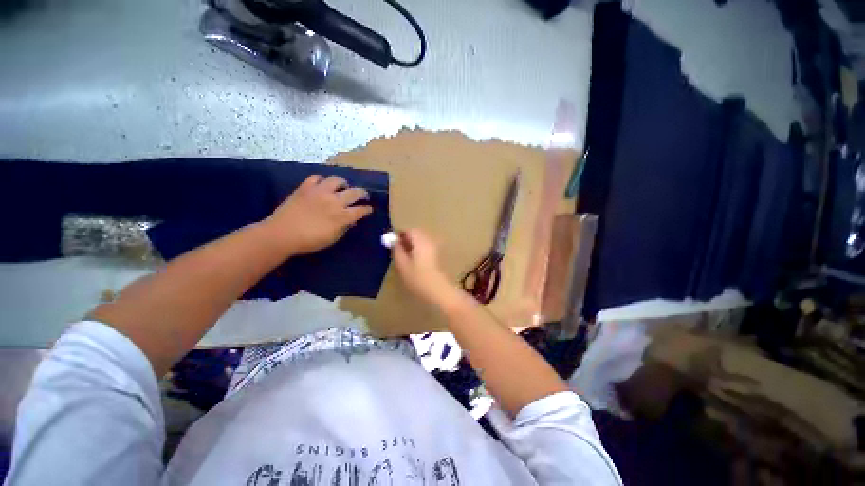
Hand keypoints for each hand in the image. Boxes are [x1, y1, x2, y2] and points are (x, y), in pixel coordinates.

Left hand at [265, 175, 372, 254]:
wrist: (282, 234)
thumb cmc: (309, 241)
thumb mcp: (332, 238)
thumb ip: (344, 228)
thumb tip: (351, 221)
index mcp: (342, 216)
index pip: (361, 210)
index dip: (367, 209)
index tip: (369, 209)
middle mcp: (334, 200)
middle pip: (354, 192)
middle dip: (363, 193)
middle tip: (364, 195)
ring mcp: (320, 191)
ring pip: (337, 180)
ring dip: (343, 183)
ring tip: (343, 187)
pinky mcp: (306, 187)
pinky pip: (316, 178)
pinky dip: (321, 180)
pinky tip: (322, 185)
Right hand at [393, 229, 458, 306]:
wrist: (438, 290)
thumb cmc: (418, 278)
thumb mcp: (402, 264)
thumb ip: (397, 250)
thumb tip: (393, 241)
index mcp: (420, 240)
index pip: (409, 230)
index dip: (400, 234)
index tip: (392, 243)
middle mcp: (429, 240)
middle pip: (416, 234)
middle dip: (406, 239)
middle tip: (397, 250)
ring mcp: (435, 248)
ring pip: (421, 240)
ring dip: (412, 244)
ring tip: (404, 256)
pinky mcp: (437, 255)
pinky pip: (425, 246)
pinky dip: (418, 249)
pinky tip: (413, 261)